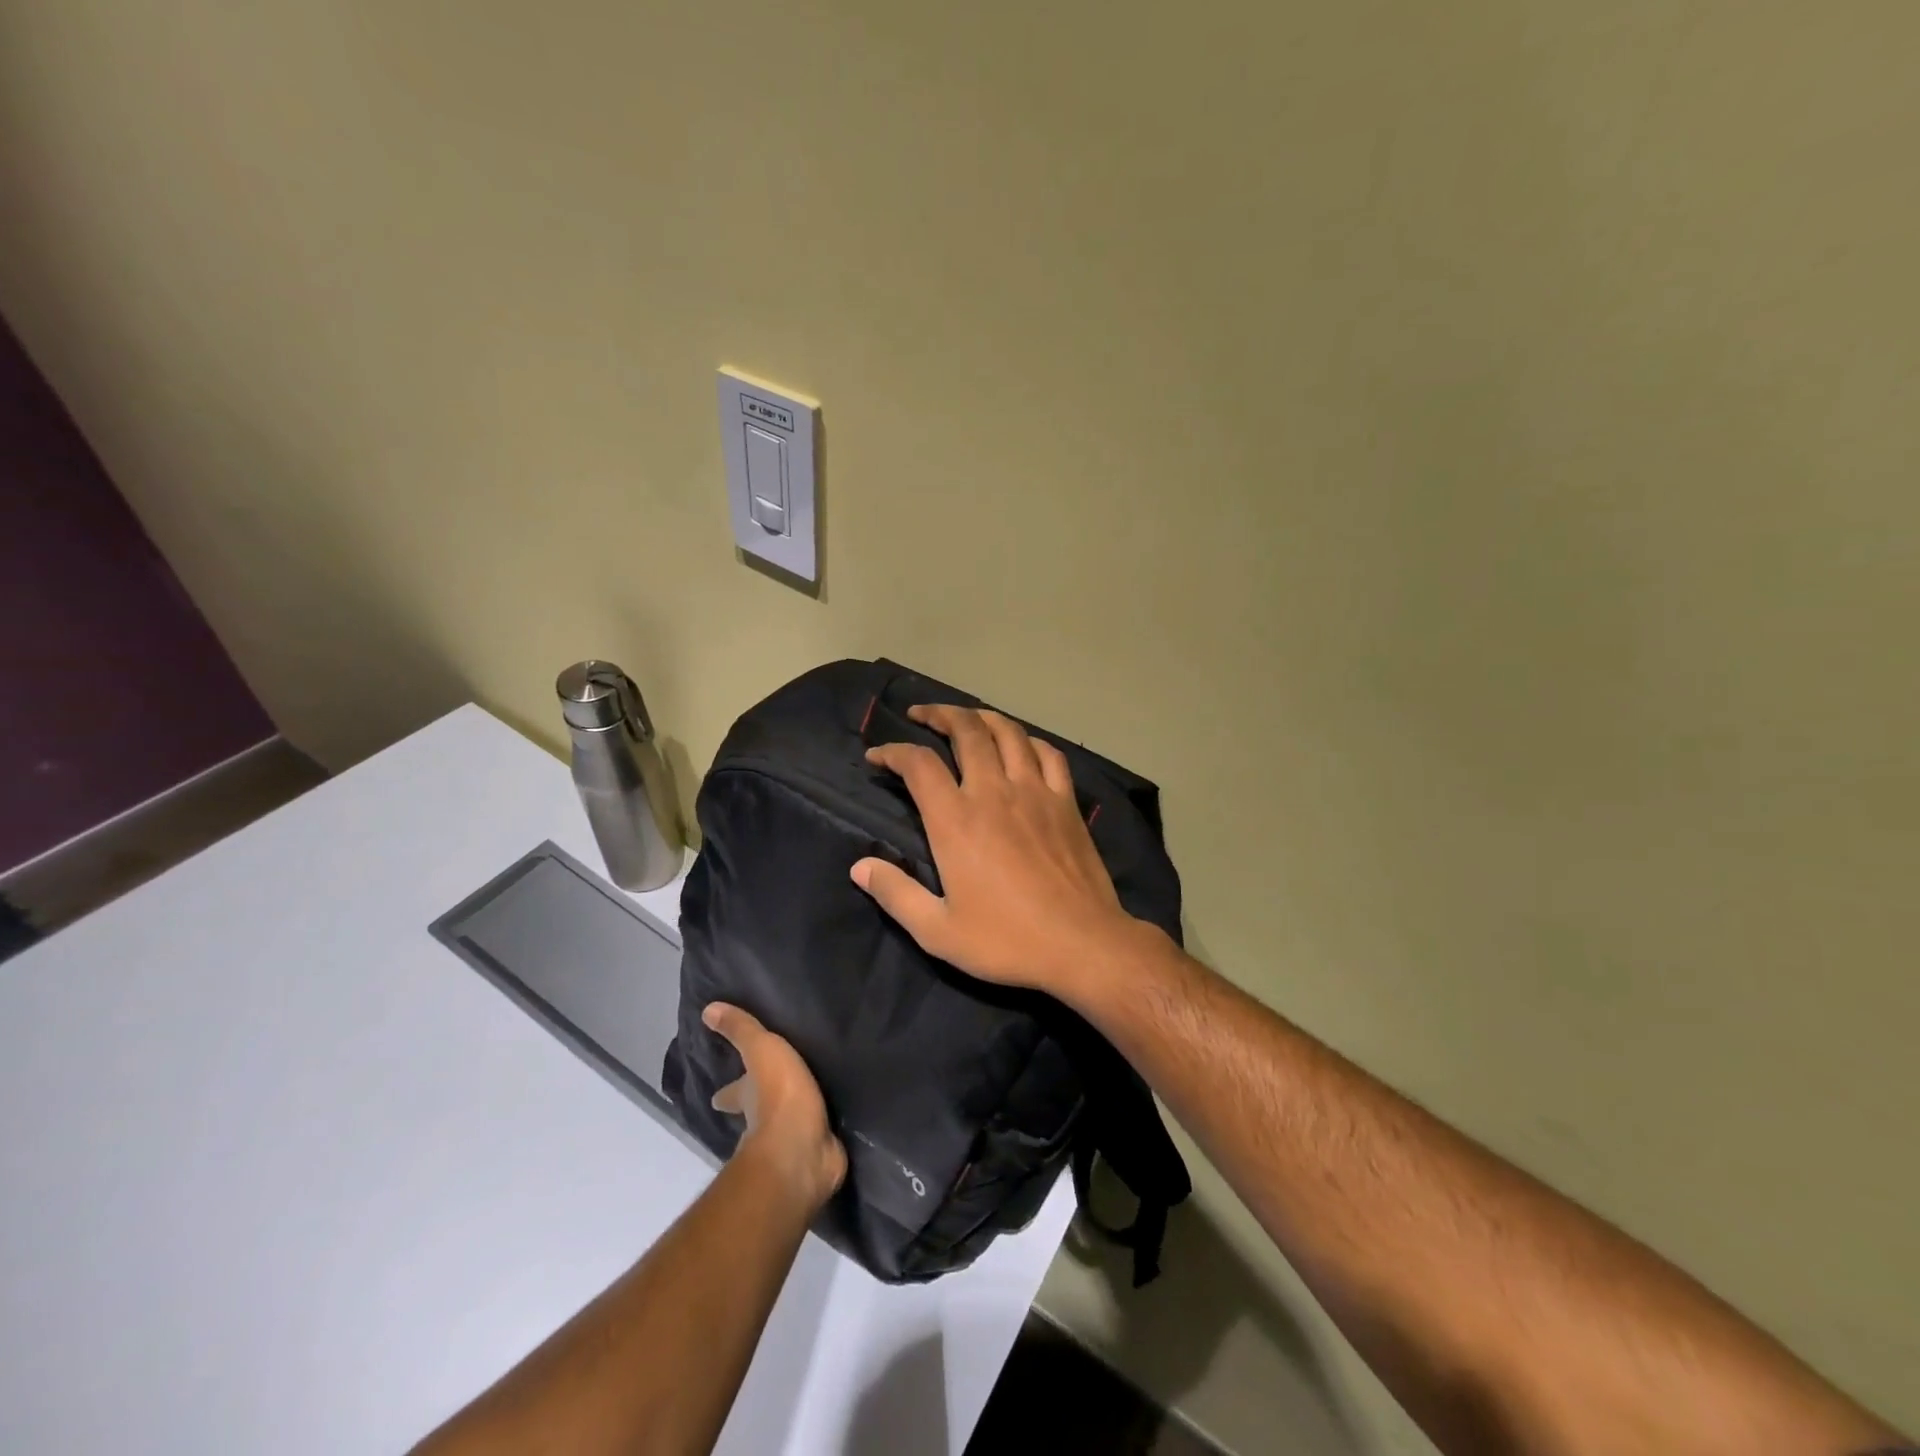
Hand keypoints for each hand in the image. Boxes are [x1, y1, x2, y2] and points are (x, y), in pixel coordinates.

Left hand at [704, 1003, 846, 1210]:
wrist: (803, 1148)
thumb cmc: (778, 1095)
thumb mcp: (760, 1051)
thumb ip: (741, 1030)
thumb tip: (707, 1010)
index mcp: (747, 1097)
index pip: (730, 1093)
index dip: (725, 1093)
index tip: (717, 1095)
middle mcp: (761, 1122)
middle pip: (755, 1112)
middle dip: (756, 1106)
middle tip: (764, 1097)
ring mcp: (790, 1139)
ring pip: (786, 1124)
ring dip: (792, 1116)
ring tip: (809, 1100)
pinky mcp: (817, 1150)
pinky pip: (818, 1134)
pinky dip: (821, 1130)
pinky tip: (832, 1121)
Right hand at [851, 704, 1147, 996]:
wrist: (1081, 944)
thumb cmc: (1006, 940)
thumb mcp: (937, 930)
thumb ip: (895, 894)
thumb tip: (859, 867)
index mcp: (956, 820)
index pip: (918, 764)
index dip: (893, 752)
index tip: (877, 756)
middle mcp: (994, 792)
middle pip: (966, 730)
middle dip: (939, 714)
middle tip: (921, 715)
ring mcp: (1035, 792)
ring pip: (1008, 732)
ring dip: (981, 717)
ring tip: (966, 718)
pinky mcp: (1066, 802)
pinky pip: (1049, 754)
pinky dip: (1029, 740)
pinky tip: (1021, 745)